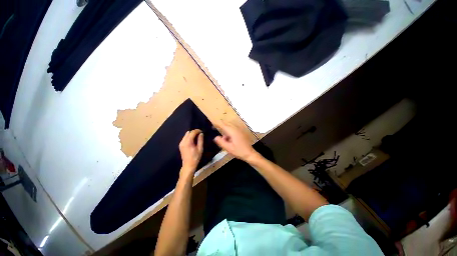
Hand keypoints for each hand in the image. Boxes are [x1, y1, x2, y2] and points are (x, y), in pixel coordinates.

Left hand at [179, 129, 203, 175]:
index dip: (197, 130)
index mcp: (188, 142)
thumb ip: (200, 140)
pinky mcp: (180, 145)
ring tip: (196, 137)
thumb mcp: (200, 148)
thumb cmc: (195, 157)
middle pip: (189, 132)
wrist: (188, 164)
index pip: (192, 132)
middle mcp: (183, 141)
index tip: (202, 131)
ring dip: (191, 134)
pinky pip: (184, 138)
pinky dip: (189, 137)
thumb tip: (201, 133)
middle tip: (200, 134)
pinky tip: (192, 140)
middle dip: (194, 132)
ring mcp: (181, 143)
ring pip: (186, 135)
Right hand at [213, 120, 256, 160]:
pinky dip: (228, 135)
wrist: (250, 154)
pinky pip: (232, 131)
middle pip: (226, 125)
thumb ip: (221, 142)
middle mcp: (236, 129)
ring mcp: (239, 131)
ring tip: (224, 141)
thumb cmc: (239, 151)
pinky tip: (229, 142)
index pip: (223, 125)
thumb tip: (215, 137)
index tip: (211, 125)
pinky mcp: (240, 133)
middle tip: (215, 132)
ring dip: (225, 133)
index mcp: (232, 131)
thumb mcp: (228, 148)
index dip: (217, 124)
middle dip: (220, 128)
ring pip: (229, 129)